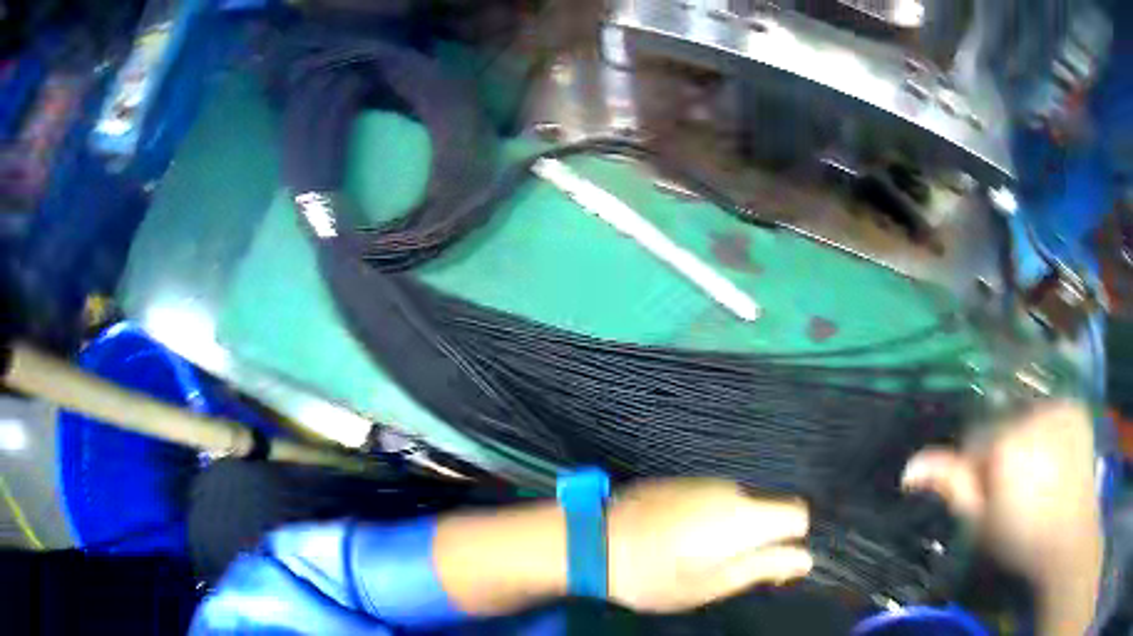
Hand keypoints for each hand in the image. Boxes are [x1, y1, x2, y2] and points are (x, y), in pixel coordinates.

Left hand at [434, 478, 809, 616]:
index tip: (771, 563)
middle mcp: (730, 490)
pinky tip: (677, 538)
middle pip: (767, 510)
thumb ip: (761, 568)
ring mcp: (702, 482)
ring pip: (739, 505)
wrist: (593, 541)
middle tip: (726, 569)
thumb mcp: (710, 585)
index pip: (797, 514)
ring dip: (732, 529)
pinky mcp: (679, 481)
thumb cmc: (653, 575)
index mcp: (744, 516)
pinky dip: (709, 518)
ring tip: (695, 557)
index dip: (793, 539)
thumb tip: (804, 559)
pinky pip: (712, 499)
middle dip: (760, 538)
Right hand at [902, 401, 1101, 634]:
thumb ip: (951, 487)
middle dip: (1004, 453)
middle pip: (1005, 427)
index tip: (990, 499)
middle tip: (1016, 490)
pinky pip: (1054, 411)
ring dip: (1028, 440)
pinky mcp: (1076, 409)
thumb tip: (909, 467)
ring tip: (1039, 475)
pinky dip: (1051, 428)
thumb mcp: (980, 522)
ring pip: (1030, 417)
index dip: (979, 473)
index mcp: (1004, 443)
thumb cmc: (1021, 538)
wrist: (1069, 538)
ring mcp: (1058, 408)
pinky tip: (1056, 456)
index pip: (976, 443)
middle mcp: (1030, 415)